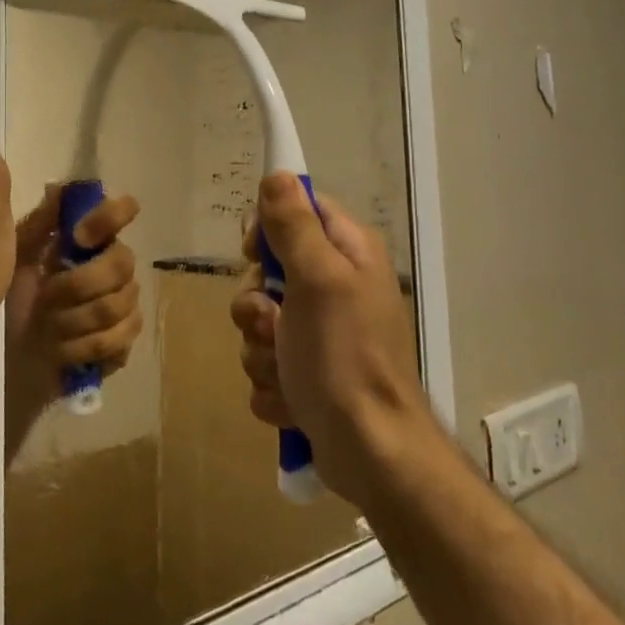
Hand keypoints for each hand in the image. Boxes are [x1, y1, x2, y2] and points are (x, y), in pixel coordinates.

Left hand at [6, 185, 143, 409]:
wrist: (14, 353)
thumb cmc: (16, 298)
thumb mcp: (16, 258)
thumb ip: (38, 225)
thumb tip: (58, 188)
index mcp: (91, 239)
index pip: (121, 211)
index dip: (108, 218)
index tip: (79, 237)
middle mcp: (115, 264)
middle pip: (122, 262)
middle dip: (78, 284)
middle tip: (46, 297)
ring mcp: (126, 302)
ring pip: (117, 304)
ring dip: (74, 320)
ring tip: (48, 326)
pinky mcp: (126, 339)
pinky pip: (118, 338)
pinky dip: (82, 346)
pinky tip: (62, 349)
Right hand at [230, 172, 433, 506]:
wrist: (370, 451)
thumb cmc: (345, 356)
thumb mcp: (318, 279)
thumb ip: (294, 225)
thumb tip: (278, 173)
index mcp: (347, 253)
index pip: (297, 210)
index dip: (267, 228)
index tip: (255, 253)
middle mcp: (335, 286)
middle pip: (266, 271)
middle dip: (256, 305)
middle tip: (274, 324)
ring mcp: (320, 333)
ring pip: (258, 322)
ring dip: (261, 350)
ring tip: (288, 372)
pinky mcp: (306, 373)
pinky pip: (265, 362)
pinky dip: (272, 383)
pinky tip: (293, 399)